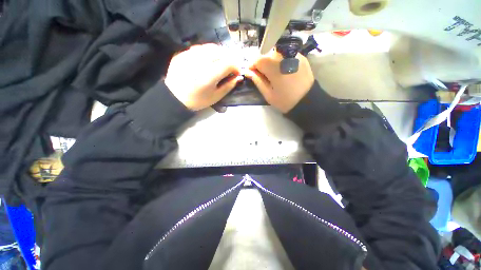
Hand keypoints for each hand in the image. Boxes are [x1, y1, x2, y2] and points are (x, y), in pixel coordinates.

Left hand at [165, 44, 242, 110]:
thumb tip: (238, 77)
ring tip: (220, 62)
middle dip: (229, 58)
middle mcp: (199, 62)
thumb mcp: (215, 97)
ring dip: (219, 53)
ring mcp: (189, 55)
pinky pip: (199, 48)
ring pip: (209, 47)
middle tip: (230, 67)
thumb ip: (228, 86)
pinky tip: (207, 60)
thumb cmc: (197, 101)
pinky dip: (207, 52)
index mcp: (208, 76)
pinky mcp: (182, 54)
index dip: (236, 66)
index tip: (237, 72)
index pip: (228, 63)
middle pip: (220, 52)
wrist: (174, 98)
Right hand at [245, 50, 314, 112]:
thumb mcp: (268, 94)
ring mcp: (294, 55)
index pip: (259, 59)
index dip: (252, 65)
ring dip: (270, 61)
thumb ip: (257, 81)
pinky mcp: (301, 57)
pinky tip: (281, 70)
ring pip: (276, 52)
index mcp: (275, 69)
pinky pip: (286, 54)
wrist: (307, 101)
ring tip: (271, 72)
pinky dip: (280, 60)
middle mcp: (285, 58)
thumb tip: (247, 72)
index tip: (250, 72)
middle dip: (261, 63)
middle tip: (261, 74)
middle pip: (267, 54)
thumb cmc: (285, 101)